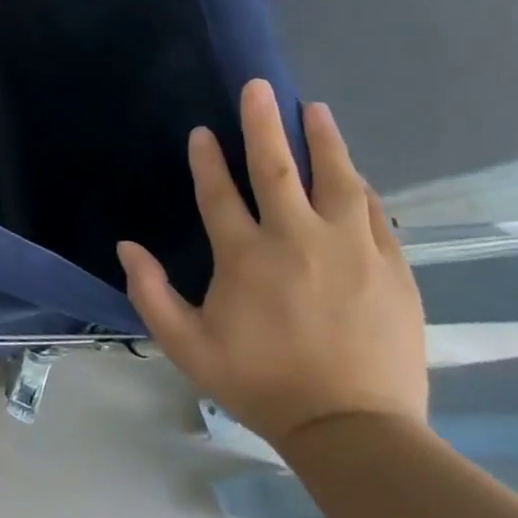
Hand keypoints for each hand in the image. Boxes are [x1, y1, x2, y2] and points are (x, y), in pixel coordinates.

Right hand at [117, 80, 426, 452]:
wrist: (355, 431)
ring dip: (322, 140)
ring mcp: (350, 250)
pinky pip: (374, 212)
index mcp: (245, 256)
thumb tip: (126, 245)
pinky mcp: (391, 268)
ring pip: (335, 179)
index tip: (203, 132)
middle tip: (261, 87)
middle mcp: (296, 240)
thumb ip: (150, 293)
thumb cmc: (261, 383)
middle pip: (276, 167)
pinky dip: (359, 186)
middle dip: (264, 123)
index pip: (219, 191)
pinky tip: (353, 172)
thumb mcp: (187, 346)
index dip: (207, 158)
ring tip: (315, 110)